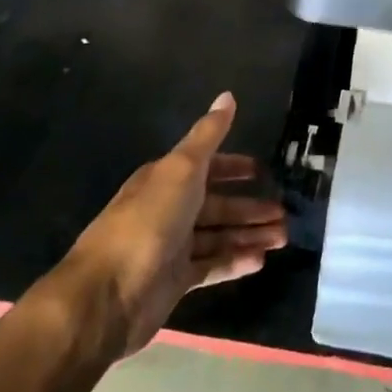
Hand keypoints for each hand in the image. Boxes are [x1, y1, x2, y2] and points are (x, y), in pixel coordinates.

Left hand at [69, 93, 286, 356]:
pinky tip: (261, 261)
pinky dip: (235, 262)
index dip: (234, 167)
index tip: (263, 172)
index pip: (206, 168)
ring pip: (218, 236)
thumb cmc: (147, 222)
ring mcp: (171, 247)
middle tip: (285, 212)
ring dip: (250, 234)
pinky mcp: (174, 282)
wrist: (106, 296)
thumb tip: (228, 95)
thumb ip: (208, 135)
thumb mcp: (181, 170)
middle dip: (250, 207)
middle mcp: (168, 210)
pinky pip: (212, 266)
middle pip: (217, 205)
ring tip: (283, 237)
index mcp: (166, 179)